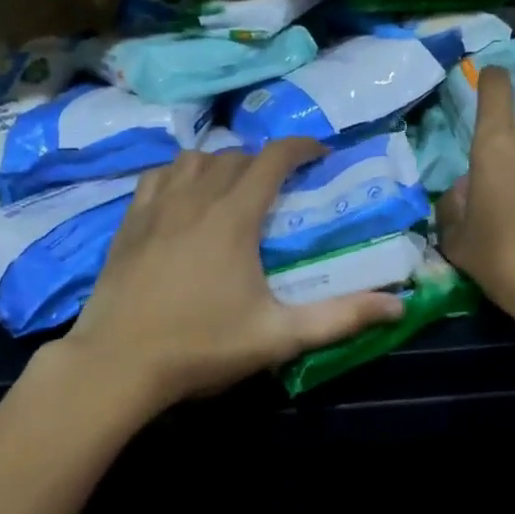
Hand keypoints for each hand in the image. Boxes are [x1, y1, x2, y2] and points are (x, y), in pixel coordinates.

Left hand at [58, 139, 404, 410]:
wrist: (115, 366)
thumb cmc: (201, 347)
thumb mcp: (278, 336)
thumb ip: (341, 318)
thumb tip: (399, 306)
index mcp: (234, 217)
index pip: (273, 158)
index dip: (301, 147)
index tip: (320, 153)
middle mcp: (195, 199)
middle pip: (236, 156)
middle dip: (266, 160)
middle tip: (284, 183)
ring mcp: (156, 207)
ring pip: (194, 159)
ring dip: (222, 163)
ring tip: (235, 186)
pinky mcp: (128, 222)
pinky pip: (158, 176)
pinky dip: (179, 174)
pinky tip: (184, 197)